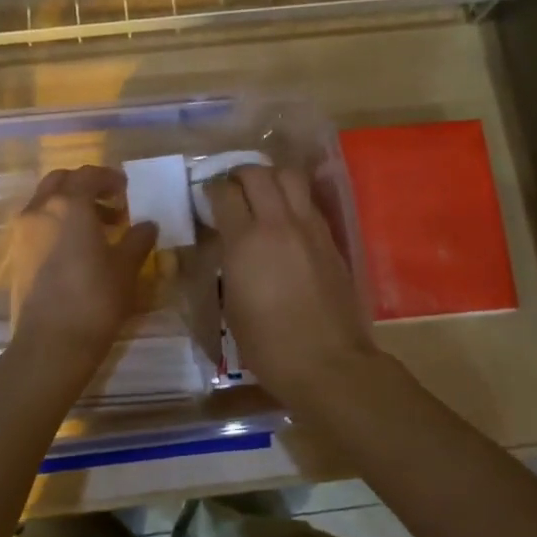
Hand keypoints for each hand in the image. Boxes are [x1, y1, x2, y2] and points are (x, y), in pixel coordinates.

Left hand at [8, 166, 158, 377]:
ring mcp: (23, 233)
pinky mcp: (17, 255)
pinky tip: (79, 249)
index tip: (126, 189)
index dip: (109, 178)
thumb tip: (147, 224)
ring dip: (71, 205)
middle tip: (111, 202)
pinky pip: (39, 225)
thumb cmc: (94, 299)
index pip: (88, 175)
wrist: (50, 344)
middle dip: (85, 186)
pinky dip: (58, 224)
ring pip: (46, 202)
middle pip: (60, 181)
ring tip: (100, 229)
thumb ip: (138, 239)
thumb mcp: (126, 267)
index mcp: (69, 204)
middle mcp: (40, 209)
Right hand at [203, 165, 382, 402]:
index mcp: (245, 242)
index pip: (224, 193)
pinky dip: (293, 197)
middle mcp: (277, 224)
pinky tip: (285, 215)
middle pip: (257, 173)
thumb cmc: (268, 344)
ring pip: (290, 176)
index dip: (210, 190)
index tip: (206, 198)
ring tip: (262, 192)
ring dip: (271, 176)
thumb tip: (228, 244)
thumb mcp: (231, 304)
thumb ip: (228, 262)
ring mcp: (308, 227)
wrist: (327, 362)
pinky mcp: (329, 238)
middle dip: (239, 174)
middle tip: (231, 188)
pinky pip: (308, 201)